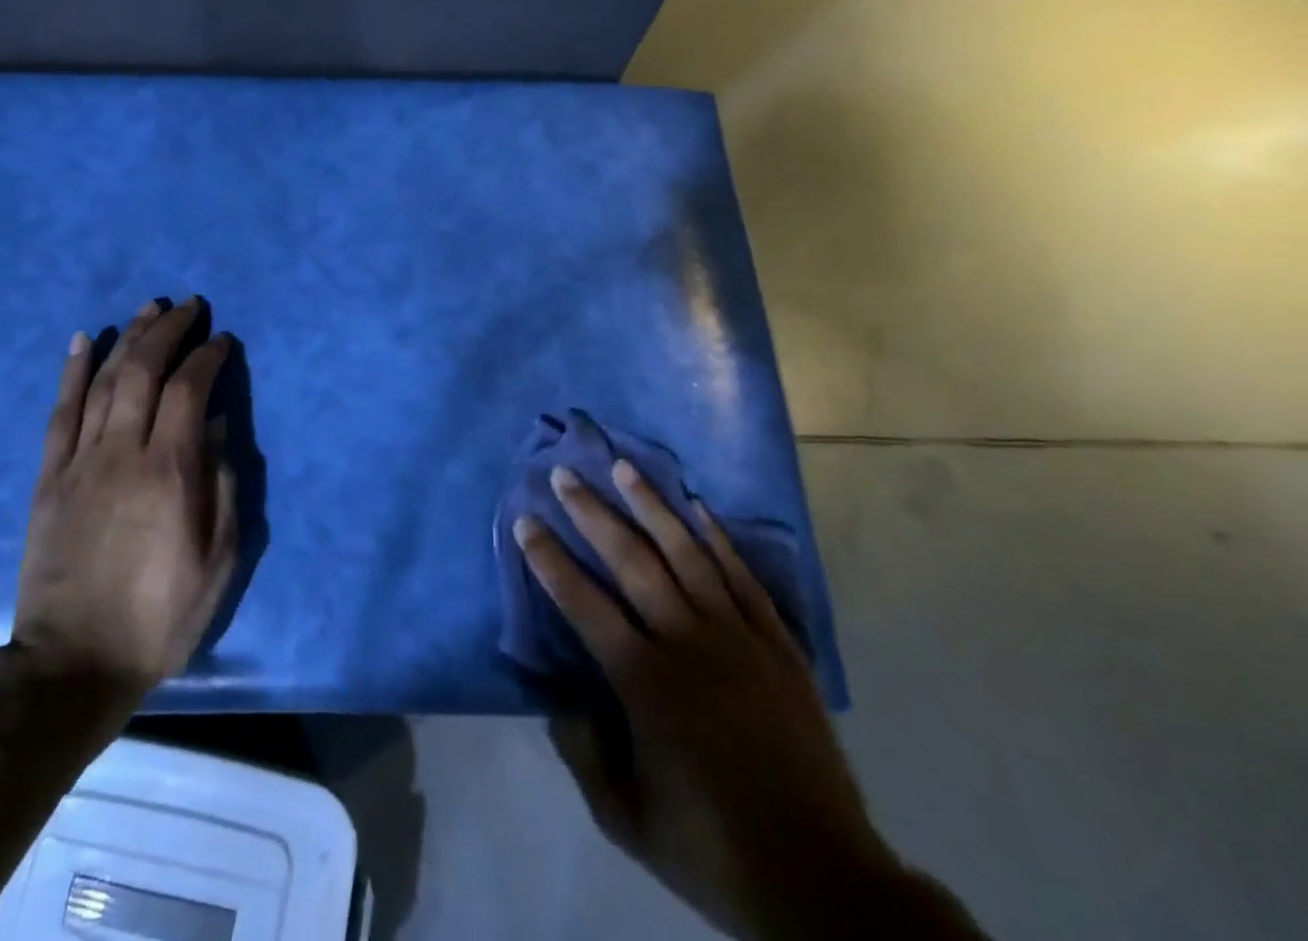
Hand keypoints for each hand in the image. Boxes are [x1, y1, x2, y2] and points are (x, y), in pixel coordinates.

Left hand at [11, 298, 236, 697]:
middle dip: (168, 330)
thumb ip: (222, 485)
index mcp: (170, 471)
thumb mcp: (217, 561)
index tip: (221, 339)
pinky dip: (71, 371)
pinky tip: (82, 340)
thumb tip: (219, 425)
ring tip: (147, 308)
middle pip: (144, 370)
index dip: (207, 356)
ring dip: (128, 337)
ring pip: (103, 380)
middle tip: (188, 305)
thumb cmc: (159, 616)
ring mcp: (79, 461)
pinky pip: (59, 412)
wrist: (73, 664)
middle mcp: (123, 452)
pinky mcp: (48, 477)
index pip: (190, 389)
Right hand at [515, 461, 903, 939]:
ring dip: (652, 507)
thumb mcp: (624, 819)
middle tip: (565, 474)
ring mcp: (737, 639)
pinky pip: (743, 579)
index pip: (583, 603)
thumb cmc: (711, 848)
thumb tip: (560, 697)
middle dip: (593, 513)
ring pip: (687, 554)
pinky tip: (699, 508)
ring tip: (625, 468)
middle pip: (632, 561)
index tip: (526, 521)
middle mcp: (686, 643)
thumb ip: (582, 753)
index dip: (550, 559)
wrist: (821, 879)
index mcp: (644, 682)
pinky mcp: (778, 646)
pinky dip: (720, 539)